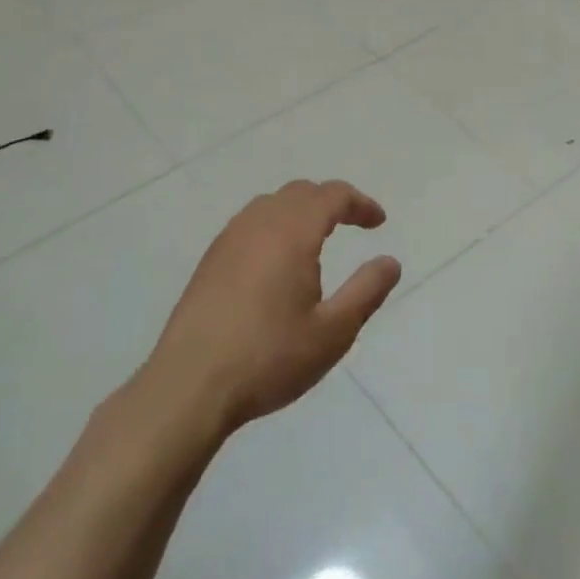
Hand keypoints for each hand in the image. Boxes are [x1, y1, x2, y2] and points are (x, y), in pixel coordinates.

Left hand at [144, 179, 401, 436]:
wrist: (189, 386)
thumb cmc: (269, 358)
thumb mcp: (333, 332)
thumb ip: (366, 291)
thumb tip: (391, 262)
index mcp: (292, 233)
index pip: (332, 196)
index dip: (359, 203)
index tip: (378, 223)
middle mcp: (258, 225)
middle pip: (300, 192)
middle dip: (331, 201)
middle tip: (354, 224)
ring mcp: (228, 240)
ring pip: (271, 204)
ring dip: (301, 210)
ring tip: (318, 238)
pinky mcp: (210, 261)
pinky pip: (250, 223)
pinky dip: (275, 225)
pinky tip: (278, 261)